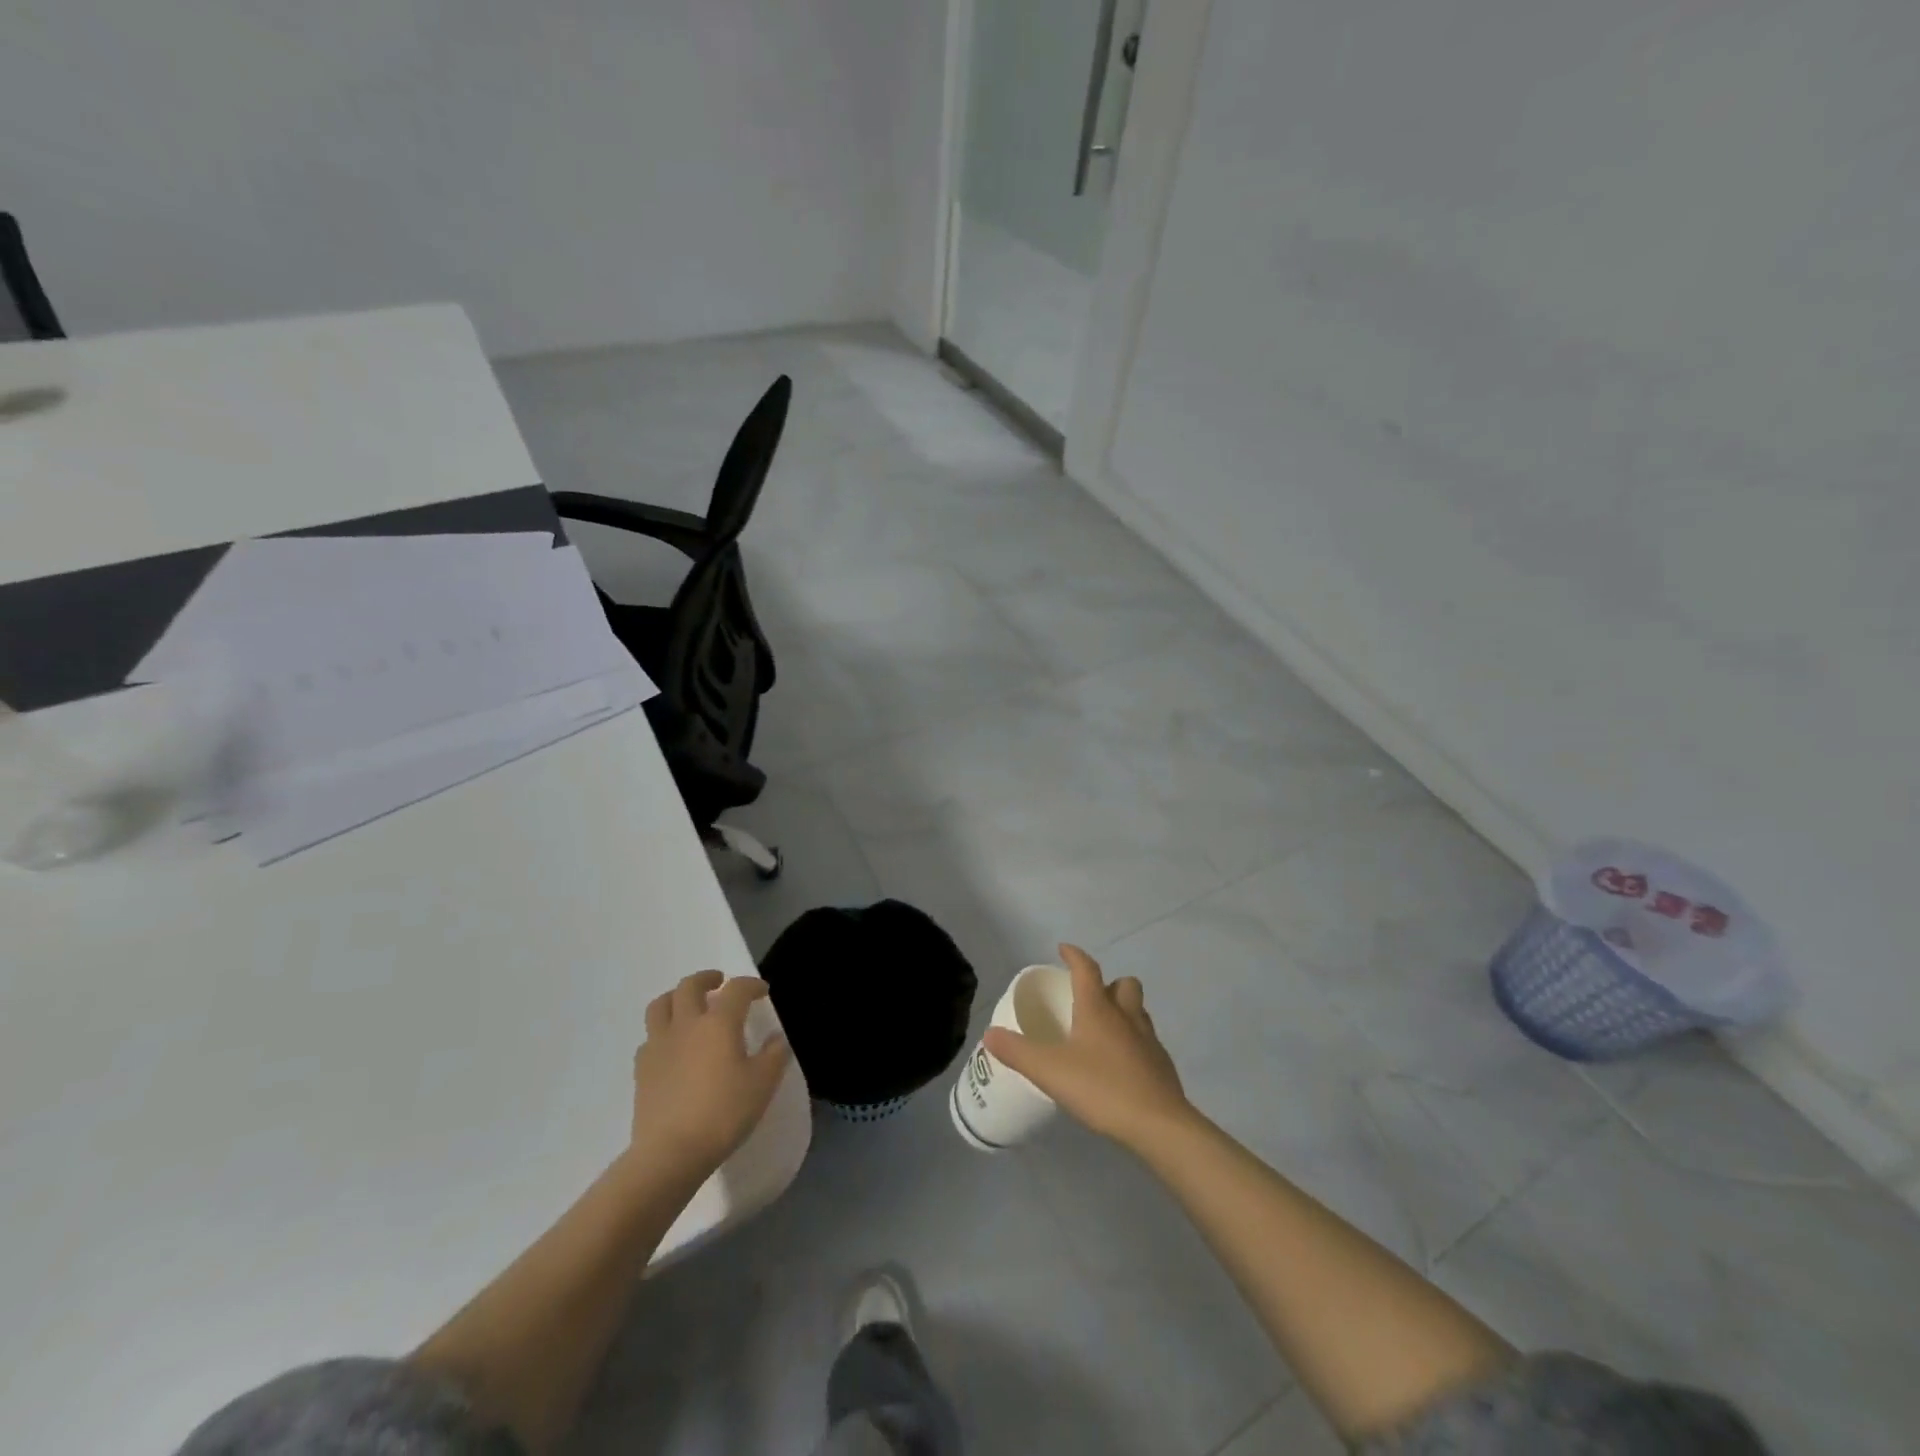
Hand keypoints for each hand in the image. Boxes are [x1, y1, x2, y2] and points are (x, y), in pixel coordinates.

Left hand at [627, 971, 790, 1176]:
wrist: (670, 1153)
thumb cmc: (723, 1113)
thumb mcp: (762, 1085)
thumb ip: (773, 1056)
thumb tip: (775, 1038)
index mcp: (719, 1023)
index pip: (736, 989)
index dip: (751, 985)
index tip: (762, 991)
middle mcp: (686, 1024)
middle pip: (690, 986)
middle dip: (707, 978)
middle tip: (719, 983)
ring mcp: (659, 1045)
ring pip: (661, 1005)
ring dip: (676, 997)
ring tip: (688, 1005)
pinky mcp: (642, 1069)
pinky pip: (650, 1037)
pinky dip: (662, 1032)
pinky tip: (672, 1046)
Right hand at [984, 944, 1194, 1151]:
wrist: (1159, 1126)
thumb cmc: (1102, 1088)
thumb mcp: (1049, 1071)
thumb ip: (1018, 1052)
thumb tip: (989, 1034)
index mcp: (1098, 1009)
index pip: (1087, 969)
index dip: (1074, 955)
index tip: (1063, 949)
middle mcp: (1126, 1016)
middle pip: (1124, 984)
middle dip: (1108, 983)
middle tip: (1088, 998)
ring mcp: (1148, 1040)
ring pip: (1138, 1011)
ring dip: (1123, 1010)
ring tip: (1103, 1030)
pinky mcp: (1162, 1065)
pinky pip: (1146, 1040)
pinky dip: (1133, 1042)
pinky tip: (1119, 1065)